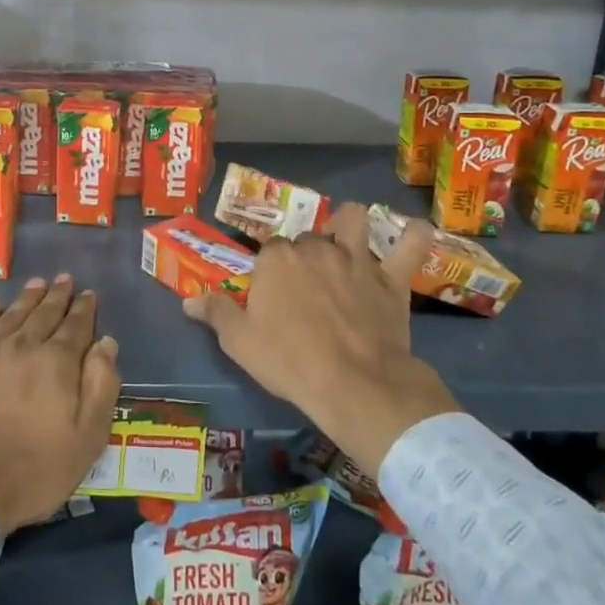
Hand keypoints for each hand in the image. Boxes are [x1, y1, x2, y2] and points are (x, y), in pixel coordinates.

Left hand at [0, 275, 120, 536]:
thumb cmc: (33, 471)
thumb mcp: (87, 439)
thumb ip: (101, 386)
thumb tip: (105, 342)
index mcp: (57, 362)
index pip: (76, 325)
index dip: (84, 308)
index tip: (88, 294)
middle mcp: (22, 344)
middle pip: (44, 313)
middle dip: (57, 295)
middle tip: (64, 279)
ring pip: (12, 314)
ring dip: (28, 297)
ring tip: (37, 283)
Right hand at [183, 202, 458, 476]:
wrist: (354, 384)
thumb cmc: (289, 361)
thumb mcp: (239, 342)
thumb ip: (215, 314)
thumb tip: (188, 300)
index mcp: (277, 258)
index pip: (269, 250)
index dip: (270, 270)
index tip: (272, 293)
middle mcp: (315, 247)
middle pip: (307, 238)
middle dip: (306, 254)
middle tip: (306, 286)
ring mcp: (356, 259)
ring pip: (353, 220)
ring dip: (350, 226)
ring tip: (349, 242)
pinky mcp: (391, 279)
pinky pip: (411, 247)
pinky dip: (415, 238)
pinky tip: (416, 233)